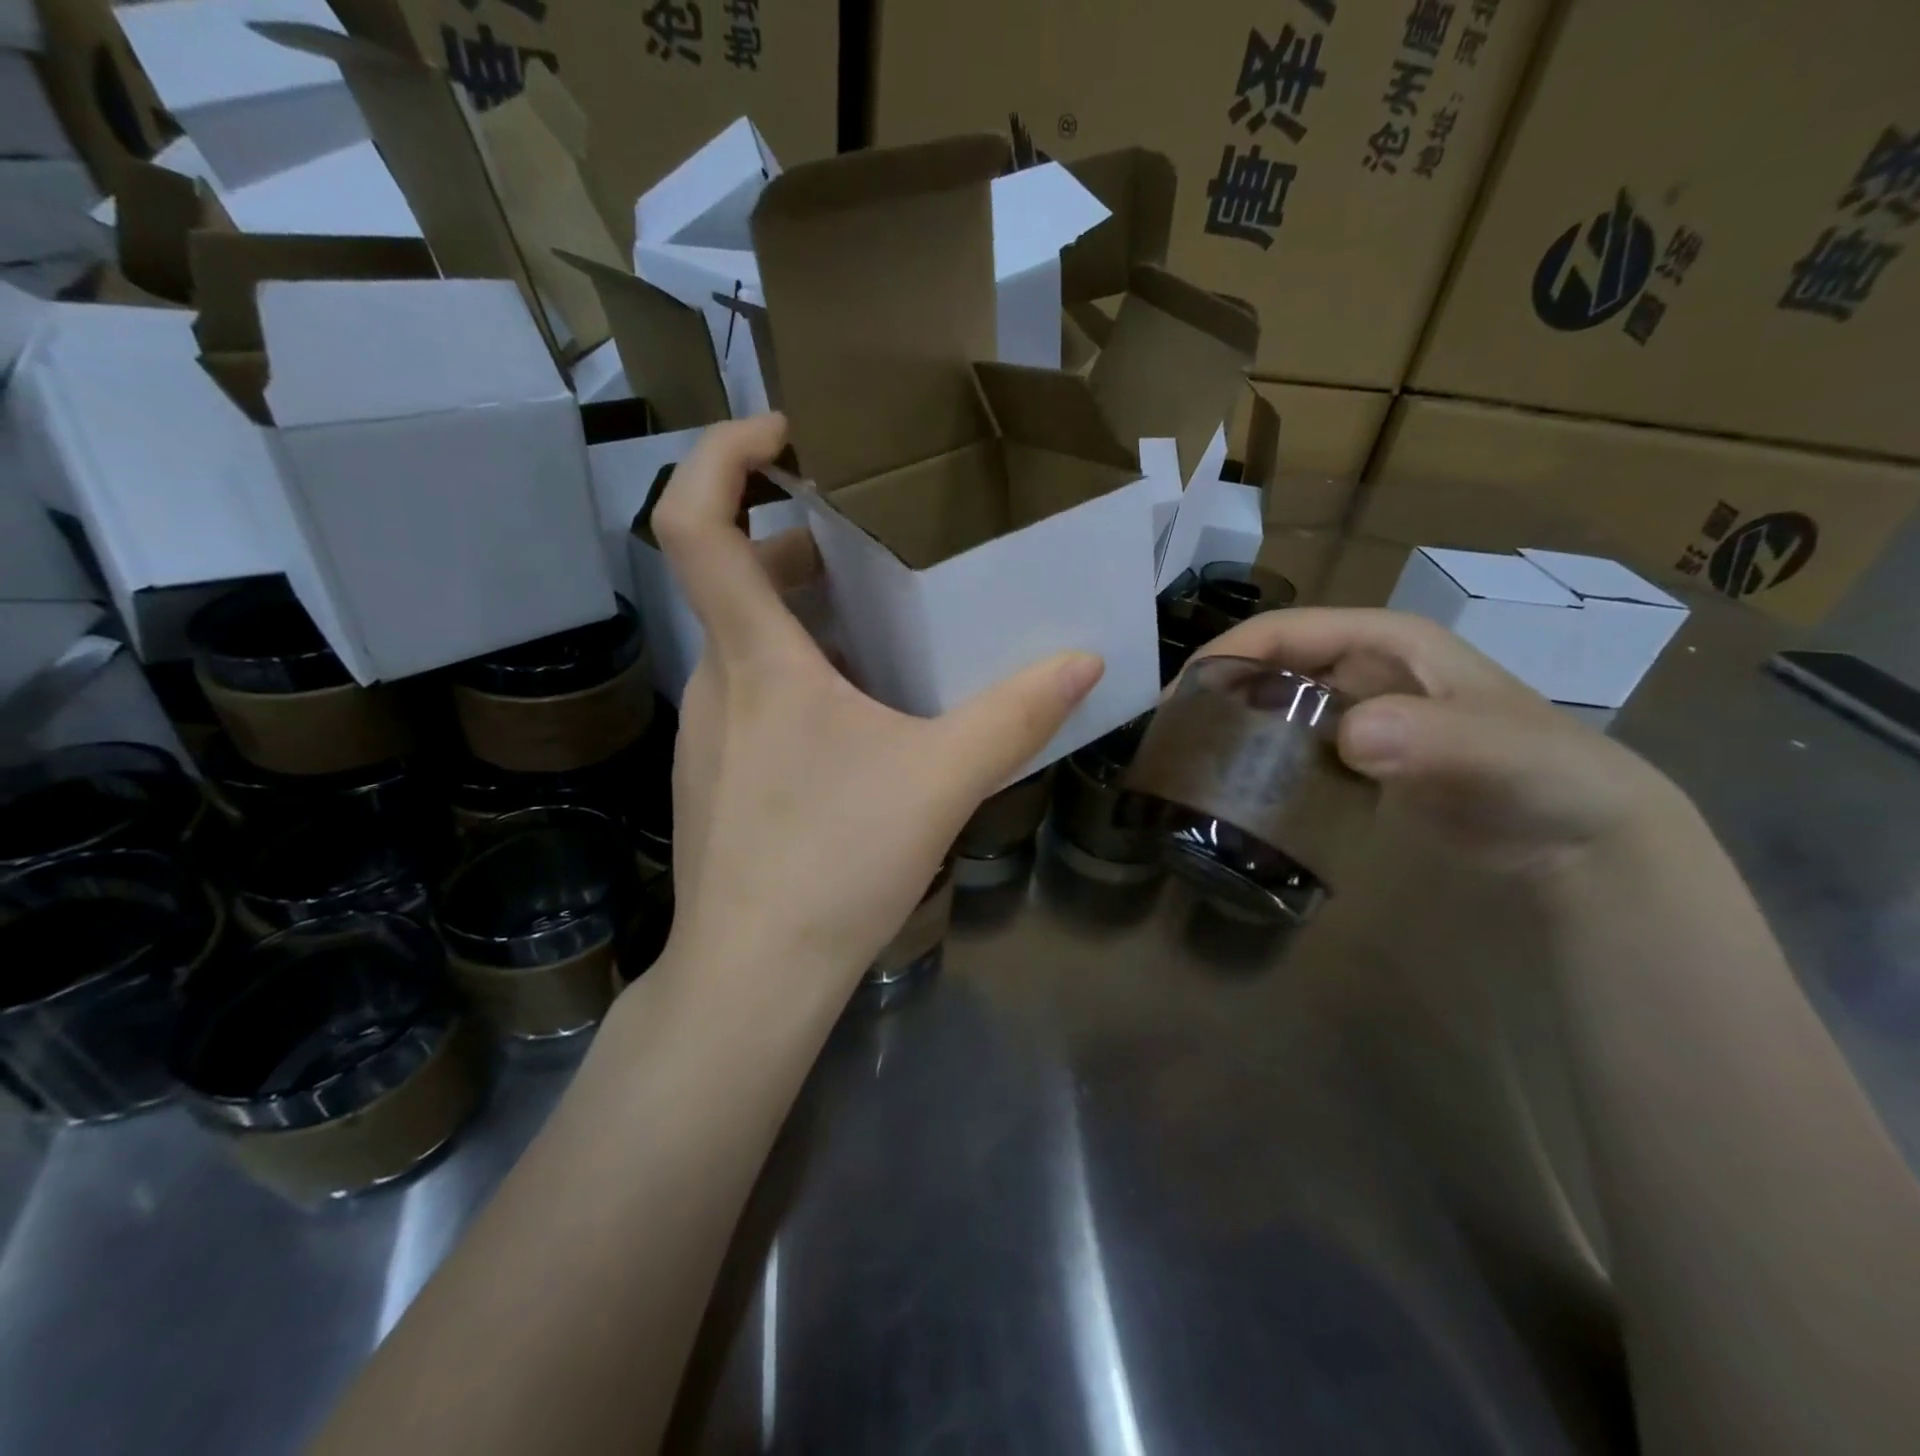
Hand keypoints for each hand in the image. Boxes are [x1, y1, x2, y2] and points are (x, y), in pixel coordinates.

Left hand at [650, 414, 1104, 994]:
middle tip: (878, 542)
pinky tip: (860, 720)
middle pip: (737, 577)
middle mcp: (715, 682)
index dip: (723, 454)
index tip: (785, 432)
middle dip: (804, 544)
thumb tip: (1082, 663)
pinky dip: (801, 676)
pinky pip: (753, 695)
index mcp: (757, 661)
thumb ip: (1014, 718)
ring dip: (809, 618)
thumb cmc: (834, 866)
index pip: (695, 522)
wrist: (751, 978)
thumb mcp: (940, 782)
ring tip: (887, 628)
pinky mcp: (714, 775)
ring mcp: (706, 732)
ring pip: (749, 642)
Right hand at [1192, 608, 1692, 881]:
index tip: (1179, 697)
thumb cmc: (1546, 773)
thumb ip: (1435, 738)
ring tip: (1188, 762)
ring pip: (1276, 706)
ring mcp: (1358, 713)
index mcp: (1385, 641)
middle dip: (1218, 691)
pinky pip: (1293, 746)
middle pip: (1271, 666)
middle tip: (1172, 737)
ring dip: (1233, 727)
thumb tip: (1352, 735)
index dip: (1228, 653)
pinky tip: (1235, 788)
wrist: (1582, 835)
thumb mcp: (1500, 750)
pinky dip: (1261, 759)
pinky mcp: (1357, 756)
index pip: (1287, 631)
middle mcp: (1363, 668)